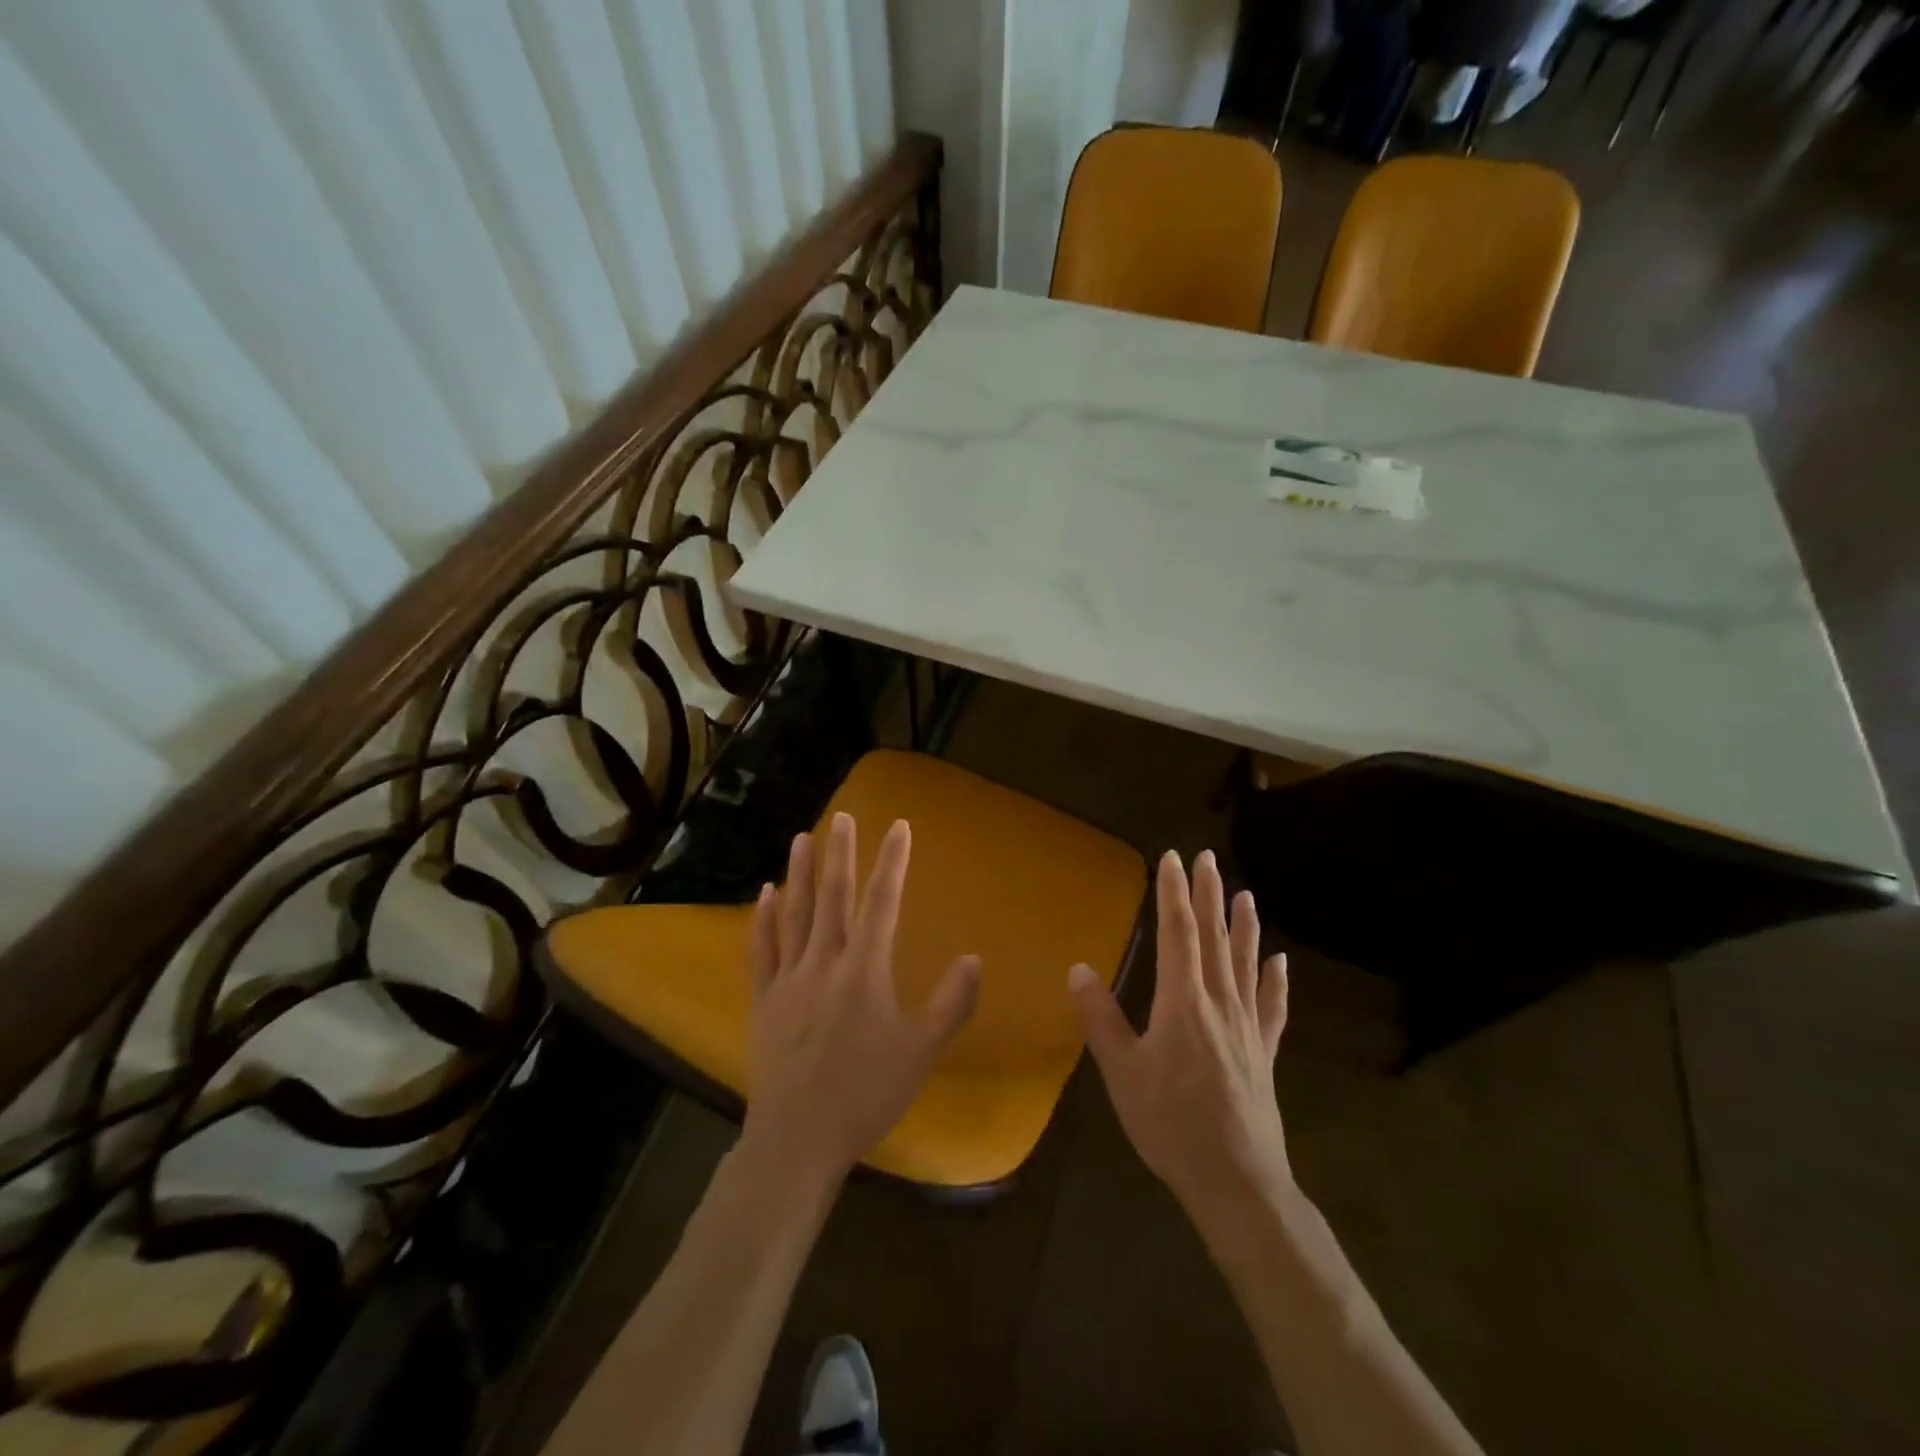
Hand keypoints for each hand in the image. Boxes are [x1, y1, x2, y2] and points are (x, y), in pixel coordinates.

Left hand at [741, 813, 980, 1186]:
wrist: (798, 1138)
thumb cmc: (866, 1094)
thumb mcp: (921, 1052)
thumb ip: (951, 1003)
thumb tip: (974, 957)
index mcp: (865, 970)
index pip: (883, 902)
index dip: (892, 861)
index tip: (899, 825)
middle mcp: (825, 962)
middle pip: (834, 897)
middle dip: (840, 854)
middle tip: (841, 816)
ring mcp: (789, 978)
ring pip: (795, 914)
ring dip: (799, 873)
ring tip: (801, 838)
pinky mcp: (764, 999)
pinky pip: (762, 949)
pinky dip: (765, 918)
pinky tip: (767, 894)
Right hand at [1069, 849, 1291, 1231]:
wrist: (1237, 1182)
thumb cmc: (1171, 1125)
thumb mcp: (1122, 1073)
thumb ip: (1101, 1018)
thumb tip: (1078, 968)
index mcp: (1182, 1003)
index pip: (1178, 933)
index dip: (1173, 893)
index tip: (1172, 858)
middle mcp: (1219, 1003)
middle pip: (1215, 938)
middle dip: (1208, 895)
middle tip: (1209, 858)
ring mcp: (1248, 1028)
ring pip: (1246, 964)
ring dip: (1244, 926)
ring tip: (1245, 894)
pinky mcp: (1265, 1053)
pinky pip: (1273, 1008)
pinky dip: (1277, 982)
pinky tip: (1281, 963)